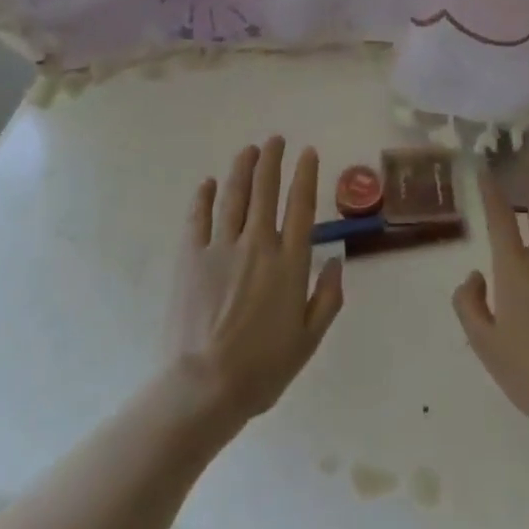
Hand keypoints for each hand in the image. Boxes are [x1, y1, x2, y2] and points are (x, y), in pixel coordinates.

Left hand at [166, 137, 343, 425]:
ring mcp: (221, 248)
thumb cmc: (262, 369)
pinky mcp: (191, 258)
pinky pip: (198, 218)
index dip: (306, 174)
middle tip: (275, 140)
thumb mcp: (308, 340)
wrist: (204, 388)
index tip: (308, 152)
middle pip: (266, 190)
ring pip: (234, 196)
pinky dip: (205, 197)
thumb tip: (337, 260)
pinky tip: (209, 183)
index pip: (301, 205)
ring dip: (243, 168)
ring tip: (248, 150)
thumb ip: (328, 298)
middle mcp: (258, 244)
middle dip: (272, 160)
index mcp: (289, 262)